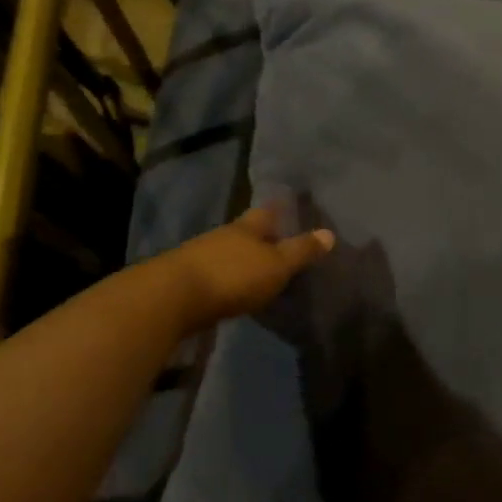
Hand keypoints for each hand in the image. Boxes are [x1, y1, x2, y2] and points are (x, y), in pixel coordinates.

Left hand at [155, 205, 335, 334]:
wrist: (171, 298)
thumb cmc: (232, 276)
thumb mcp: (276, 266)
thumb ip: (301, 251)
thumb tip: (330, 233)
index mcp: (247, 228)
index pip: (267, 212)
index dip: (279, 208)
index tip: (288, 203)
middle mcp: (222, 235)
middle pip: (245, 231)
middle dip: (259, 235)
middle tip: (277, 239)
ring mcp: (199, 256)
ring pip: (227, 251)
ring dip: (240, 258)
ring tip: (256, 267)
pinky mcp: (184, 280)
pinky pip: (212, 272)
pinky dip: (225, 277)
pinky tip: (231, 288)